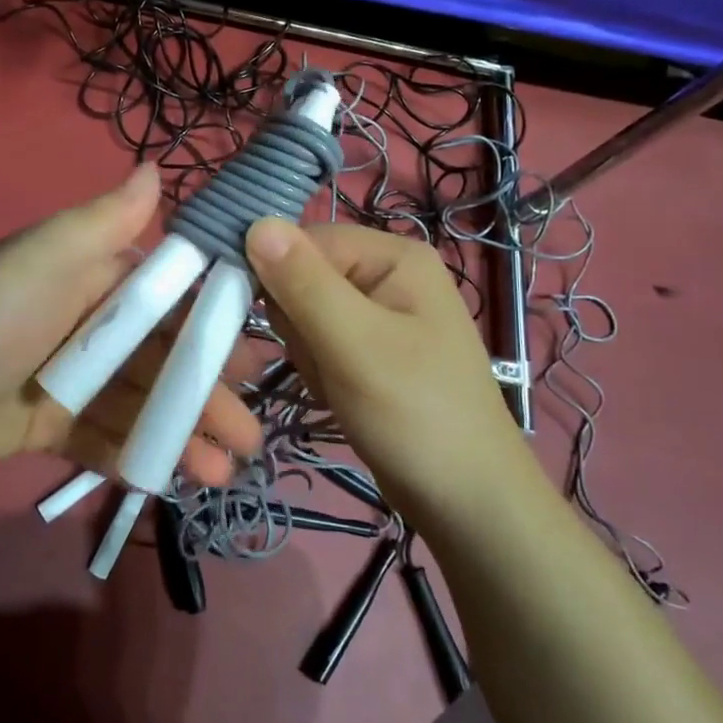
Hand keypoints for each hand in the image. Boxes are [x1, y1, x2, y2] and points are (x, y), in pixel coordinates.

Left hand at [0, 164, 262, 483]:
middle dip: (209, 393)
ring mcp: (77, 379)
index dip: (216, 326)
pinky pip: (112, 438)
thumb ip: (103, 220)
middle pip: (165, 358)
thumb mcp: (43, 260)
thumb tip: (157, 165)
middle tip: (250, 432)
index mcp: (97, 279)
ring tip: (225, 470)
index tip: (256, 356)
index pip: (171, 299)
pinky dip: (144, 455)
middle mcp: (93, 325)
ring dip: (186, 433)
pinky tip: (179, 478)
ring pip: (146, 404)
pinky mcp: (58, 424)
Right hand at [245, 218, 521, 518]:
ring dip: (308, 353)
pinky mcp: (371, 347)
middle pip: (301, 277)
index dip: (277, 278)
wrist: (467, 500)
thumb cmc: (416, 415)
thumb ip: (303, 283)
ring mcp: (380, 312)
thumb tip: (256, 222)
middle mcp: (386, 273)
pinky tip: (342, 394)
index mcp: (392, 255)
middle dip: (298, 326)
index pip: (303, 241)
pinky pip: (319, 342)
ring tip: (340, 384)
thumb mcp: (355, 344)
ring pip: (303, 314)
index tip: (279, 326)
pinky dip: (319, 370)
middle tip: (327, 362)